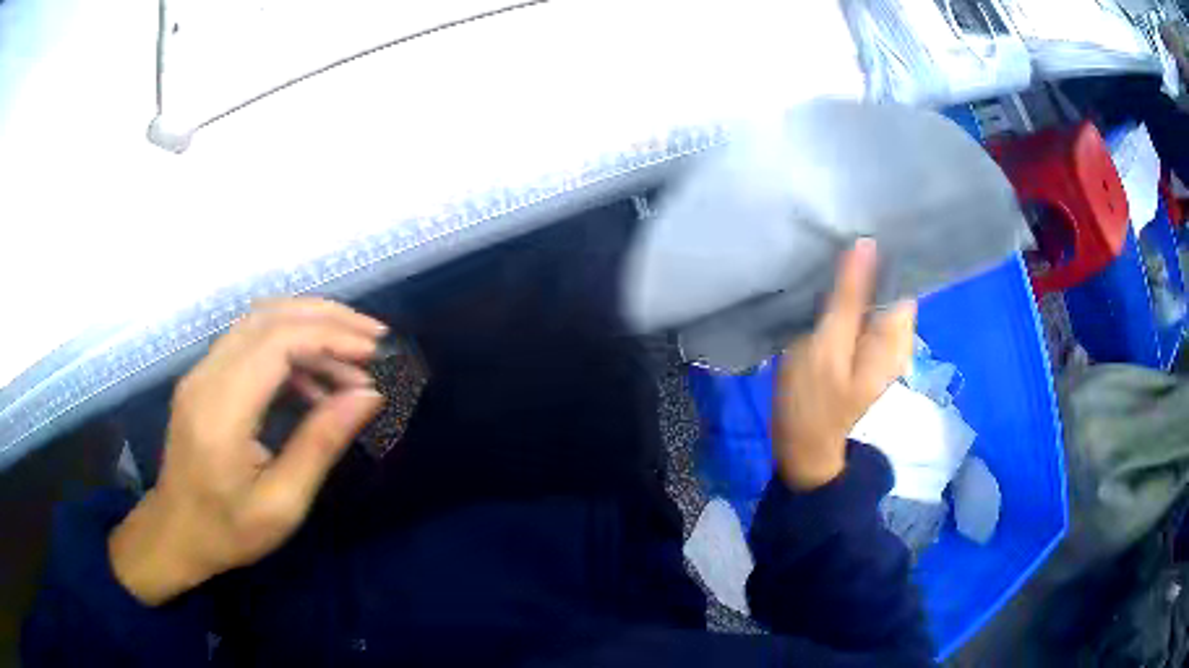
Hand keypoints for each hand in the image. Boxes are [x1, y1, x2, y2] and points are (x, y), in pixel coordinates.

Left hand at [109, 299, 386, 604]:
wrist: (175, 534)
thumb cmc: (227, 531)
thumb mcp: (282, 504)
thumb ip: (320, 444)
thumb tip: (368, 396)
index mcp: (221, 411)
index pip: (277, 341)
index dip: (330, 336)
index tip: (374, 352)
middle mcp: (206, 376)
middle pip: (268, 316)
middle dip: (326, 318)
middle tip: (373, 339)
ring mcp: (201, 372)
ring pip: (259, 321)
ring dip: (308, 327)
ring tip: (351, 359)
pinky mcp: (204, 377)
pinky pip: (249, 342)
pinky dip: (289, 346)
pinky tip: (314, 380)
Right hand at [772, 239, 914, 489]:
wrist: (803, 449)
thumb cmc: (813, 403)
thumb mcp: (826, 345)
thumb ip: (848, 296)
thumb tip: (866, 243)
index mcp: (896, 335)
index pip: (903, 276)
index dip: (885, 250)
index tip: (856, 223)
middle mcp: (897, 335)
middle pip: (889, 283)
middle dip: (867, 260)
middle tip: (833, 238)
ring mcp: (881, 343)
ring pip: (874, 295)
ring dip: (854, 276)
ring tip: (827, 256)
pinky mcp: (863, 348)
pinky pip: (861, 310)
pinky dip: (847, 295)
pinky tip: (826, 286)